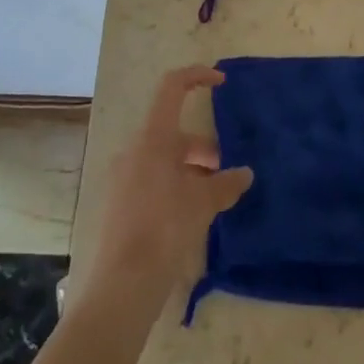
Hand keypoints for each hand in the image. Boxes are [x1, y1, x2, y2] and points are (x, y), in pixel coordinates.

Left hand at [88, 66, 253, 301]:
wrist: (121, 286)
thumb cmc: (164, 229)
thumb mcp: (202, 203)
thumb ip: (225, 183)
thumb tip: (245, 174)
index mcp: (153, 137)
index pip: (173, 87)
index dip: (197, 76)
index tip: (222, 83)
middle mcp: (134, 149)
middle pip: (173, 133)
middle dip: (203, 148)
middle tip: (226, 172)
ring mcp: (123, 177)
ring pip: (164, 159)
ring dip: (190, 170)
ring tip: (214, 199)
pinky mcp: (119, 204)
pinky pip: (152, 180)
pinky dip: (174, 186)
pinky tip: (191, 216)